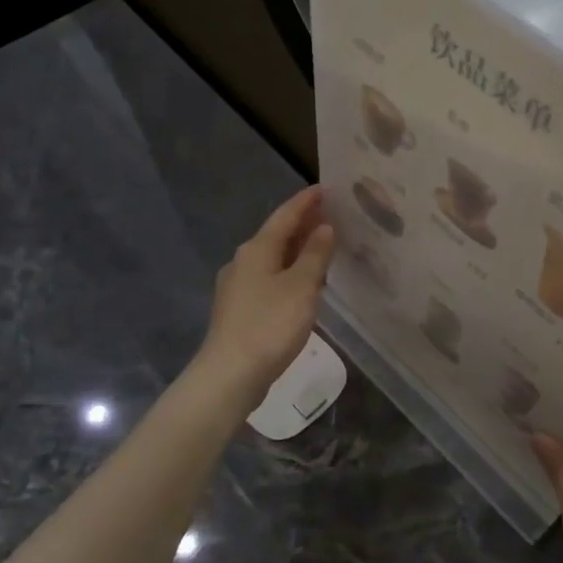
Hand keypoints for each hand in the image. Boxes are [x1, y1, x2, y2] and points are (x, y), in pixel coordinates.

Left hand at [197, 186, 336, 405]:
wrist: (230, 375)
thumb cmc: (269, 325)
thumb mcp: (301, 287)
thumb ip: (315, 255)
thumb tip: (325, 227)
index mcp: (257, 249)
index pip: (285, 216)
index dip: (306, 202)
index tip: (325, 188)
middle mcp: (243, 261)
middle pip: (276, 235)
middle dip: (303, 224)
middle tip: (332, 215)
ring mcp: (238, 287)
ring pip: (273, 258)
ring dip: (297, 249)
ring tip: (323, 246)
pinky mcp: (240, 310)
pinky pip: (270, 279)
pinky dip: (290, 272)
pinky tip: (304, 283)